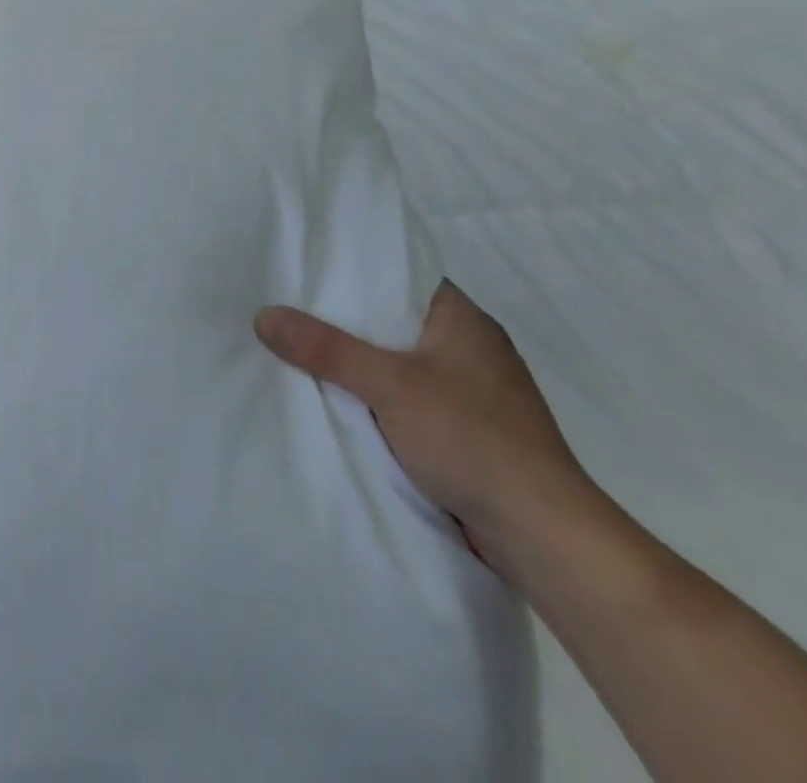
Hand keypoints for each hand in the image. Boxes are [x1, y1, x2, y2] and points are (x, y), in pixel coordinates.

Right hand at [255, 280, 596, 577]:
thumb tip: (263, 314)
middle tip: (291, 309)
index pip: (400, 275)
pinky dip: (379, 397)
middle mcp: (471, 347)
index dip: (354, 270)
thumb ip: (326, 349)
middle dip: (346, 320)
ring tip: (304, 350)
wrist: (543, 536)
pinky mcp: (469, 432)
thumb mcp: (389, 385)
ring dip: (362, 364)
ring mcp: (472, 392)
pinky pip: (410, 399)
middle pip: (394, 319)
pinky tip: (343, 401)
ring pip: (400, 363)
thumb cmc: (471, 439)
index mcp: (463, 320)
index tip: (306, 269)